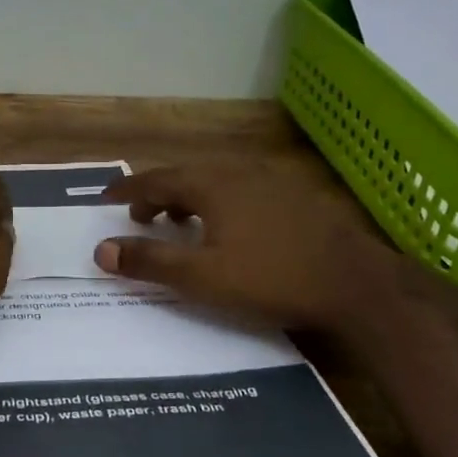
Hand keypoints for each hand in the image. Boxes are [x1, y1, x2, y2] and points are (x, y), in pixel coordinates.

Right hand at [93, 159, 400, 333]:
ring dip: (189, 198)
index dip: (128, 190)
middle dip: (157, 194)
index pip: (156, 180)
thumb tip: (101, 250)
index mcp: (212, 184)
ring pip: (216, 181)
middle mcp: (239, 172)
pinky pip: (242, 190)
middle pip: (186, 175)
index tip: (106, 198)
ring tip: (180, 224)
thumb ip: (150, 262)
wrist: (356, 284)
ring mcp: (272, 182)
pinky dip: (219, 202)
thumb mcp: (201, 277)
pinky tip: (230, 229)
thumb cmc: (271, 279)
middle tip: (139, 217)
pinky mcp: (296, 197)